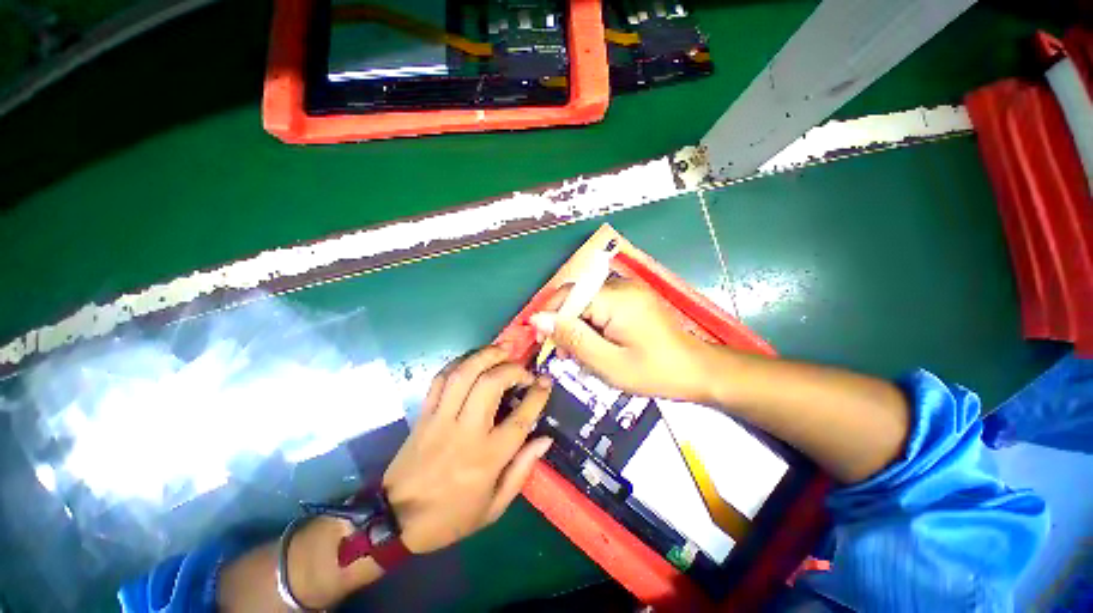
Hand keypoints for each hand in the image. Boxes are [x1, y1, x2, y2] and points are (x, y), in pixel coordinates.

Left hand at [382, 346, 553, 553]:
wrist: (395, 520)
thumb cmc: (451, 516)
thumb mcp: (494, 507)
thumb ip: (522, 470)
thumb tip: (544, 439)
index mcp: (487, 458)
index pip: (520, 419)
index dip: (537, 395)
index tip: (547, 381)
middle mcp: (466, 431)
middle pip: (491, 384)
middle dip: (512, 369)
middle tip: (523, 370)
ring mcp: (441, 419)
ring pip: (464, 374)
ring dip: (486, 355)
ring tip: (502, 350)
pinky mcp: (424, 414)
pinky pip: (441, 379)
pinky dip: (459, 363)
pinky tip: (472, 360)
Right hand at [529, 279, 719, 401]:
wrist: (698, 370)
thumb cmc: (655, 372)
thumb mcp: (608, 363)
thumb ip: (573, 338)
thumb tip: (538, 319)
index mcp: (616, 298)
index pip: (568, 296)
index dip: (550, 318)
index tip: (543, 342)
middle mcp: (621, 286)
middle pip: (577, 297)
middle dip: (564, 324)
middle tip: (564, 354)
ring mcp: (629, 290)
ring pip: (587, 302)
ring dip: (577, 325)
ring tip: (579, 353)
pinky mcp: (632, 298)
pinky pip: (601, 304)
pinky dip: (591, 323)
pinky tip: (596, 343)